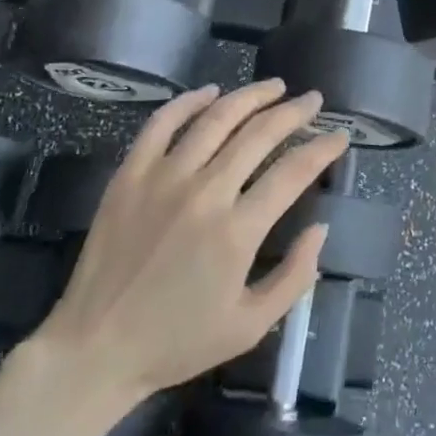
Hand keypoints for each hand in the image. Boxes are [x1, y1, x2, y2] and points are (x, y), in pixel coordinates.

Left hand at [27, 80, 347, 411]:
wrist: (96, 348)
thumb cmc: (178, 342)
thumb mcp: (251, 326)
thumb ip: (294, 277)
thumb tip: (321, 229)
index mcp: (237, 231)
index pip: (293, 171)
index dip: (323, 148)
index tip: (339, 136)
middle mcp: (205, 192)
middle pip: (259, 134)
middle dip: (294, 112)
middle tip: (313, 100)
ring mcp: (163, 178)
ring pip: (216, 118)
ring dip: (251, 96)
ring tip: (274, 86)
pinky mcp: (130, 174)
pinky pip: (162, 123)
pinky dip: (189, 101)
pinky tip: (210, 92)